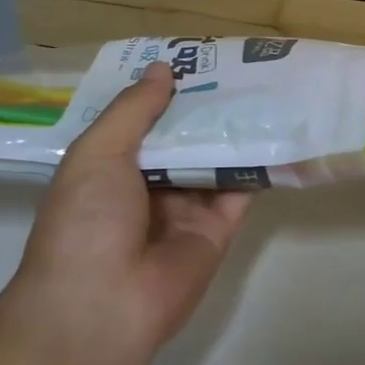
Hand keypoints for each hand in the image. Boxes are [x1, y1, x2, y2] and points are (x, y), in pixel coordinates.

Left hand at [9, 63, 250, 355]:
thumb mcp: (98, 152)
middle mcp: (149, 188)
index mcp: (110, 170)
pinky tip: (277, 131)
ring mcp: (185, 210)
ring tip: (266, 88)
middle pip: (183, 140)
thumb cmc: (87, 220)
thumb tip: (162, 68)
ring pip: (215, 161)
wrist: (104, 304)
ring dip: (235, 131)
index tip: (194, 60)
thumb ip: (133, 110)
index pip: (143, 123)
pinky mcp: (218, 230)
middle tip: (240, 68)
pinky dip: (257, 165)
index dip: (165, 93)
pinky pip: (240, 191)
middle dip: (205, 108)